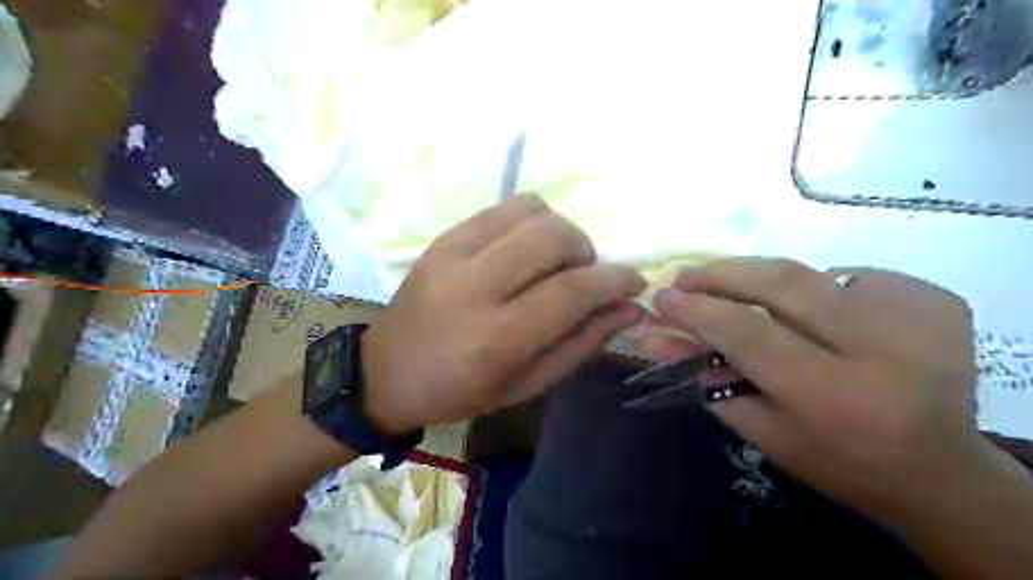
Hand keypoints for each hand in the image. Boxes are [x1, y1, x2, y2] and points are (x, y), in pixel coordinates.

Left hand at [362, 195, 643, 435]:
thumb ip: (581, 344)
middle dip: (586, 251)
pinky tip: (524, 249)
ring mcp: (453, 255)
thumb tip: (629, 308)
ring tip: (552, 262)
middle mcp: (475, 287)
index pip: (572, 291)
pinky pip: (502, 208)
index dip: (614, 280)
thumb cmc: (461, 391)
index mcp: (498, 339)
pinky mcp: (442, 238)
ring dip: (559, 232)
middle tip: (582, 276)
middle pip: (554, 237)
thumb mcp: (527, 385)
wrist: (387, 372)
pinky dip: (529, 222)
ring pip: (531, 211)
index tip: (634, 281)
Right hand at [643, 257, 981, 516]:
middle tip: (687, 276)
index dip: (697, 310)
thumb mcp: (761, 433)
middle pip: (780, 283)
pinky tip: (807, 311)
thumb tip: (663, 334)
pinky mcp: (933, 299)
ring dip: (761, 278)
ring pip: (809, 272)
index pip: (746, 332)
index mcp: (830, 394)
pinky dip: (813, 288)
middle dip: (722, 273)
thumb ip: (709, 379)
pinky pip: (847, 277)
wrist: (939, 471)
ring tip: (734, 289)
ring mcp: (913, 315)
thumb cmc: (837, 460)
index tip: (663, 297)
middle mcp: (876, 346)